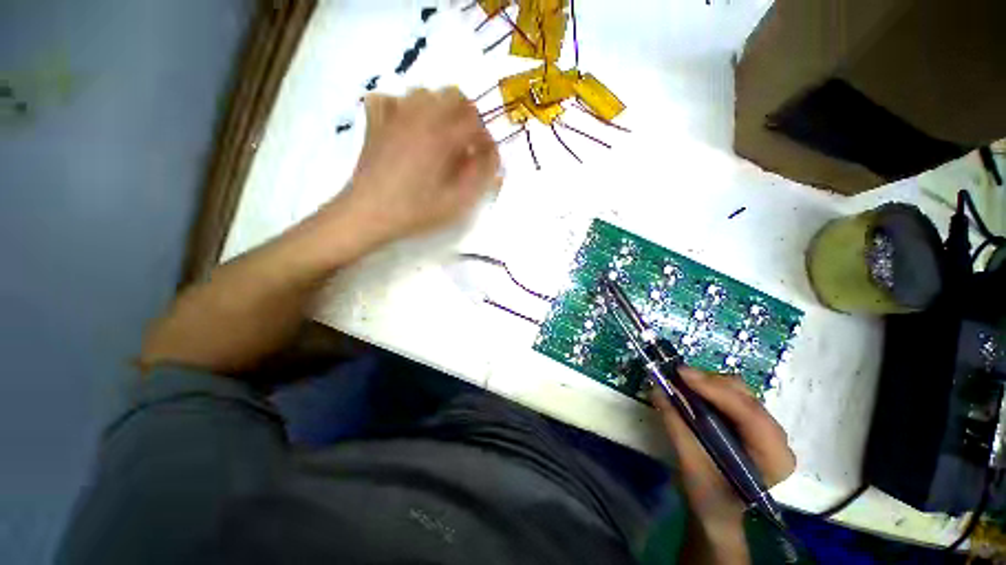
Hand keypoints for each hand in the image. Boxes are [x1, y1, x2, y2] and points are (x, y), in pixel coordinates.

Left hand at [328, 87, 501, 247]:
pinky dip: (402, 108)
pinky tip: (406, 127)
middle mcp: (420, 116)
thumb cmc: (416, 211)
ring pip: (424, 93)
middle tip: (467, 144)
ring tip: (440, 136)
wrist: (368, 214)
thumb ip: (481, 177)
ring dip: (439, 110)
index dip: (486, 140)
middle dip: (467, 117)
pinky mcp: (375, 123)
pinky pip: (390, 98)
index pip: (476, 123)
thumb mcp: (457, 202)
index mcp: (442, 136)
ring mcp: (394, 116)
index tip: (487, 159)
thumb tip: (493, 158)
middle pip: (453, 95)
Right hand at [655, 367, 795, 564]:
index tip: (682, 373)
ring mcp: (767, 430)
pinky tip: (693, 391)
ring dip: (709, 384)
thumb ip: (676, 424)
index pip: (750, 415)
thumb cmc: (708, 497)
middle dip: (710, 383)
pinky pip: (733, 397)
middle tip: (677, 377)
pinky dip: (710, 390)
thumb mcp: (690, 464)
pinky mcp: (753, 424)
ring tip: (681, 383)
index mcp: (773, 458)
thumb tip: (656, 388)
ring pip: (741, 393)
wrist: (719, 513)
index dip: (716, 390)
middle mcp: (778, 439)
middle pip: (747, 398)